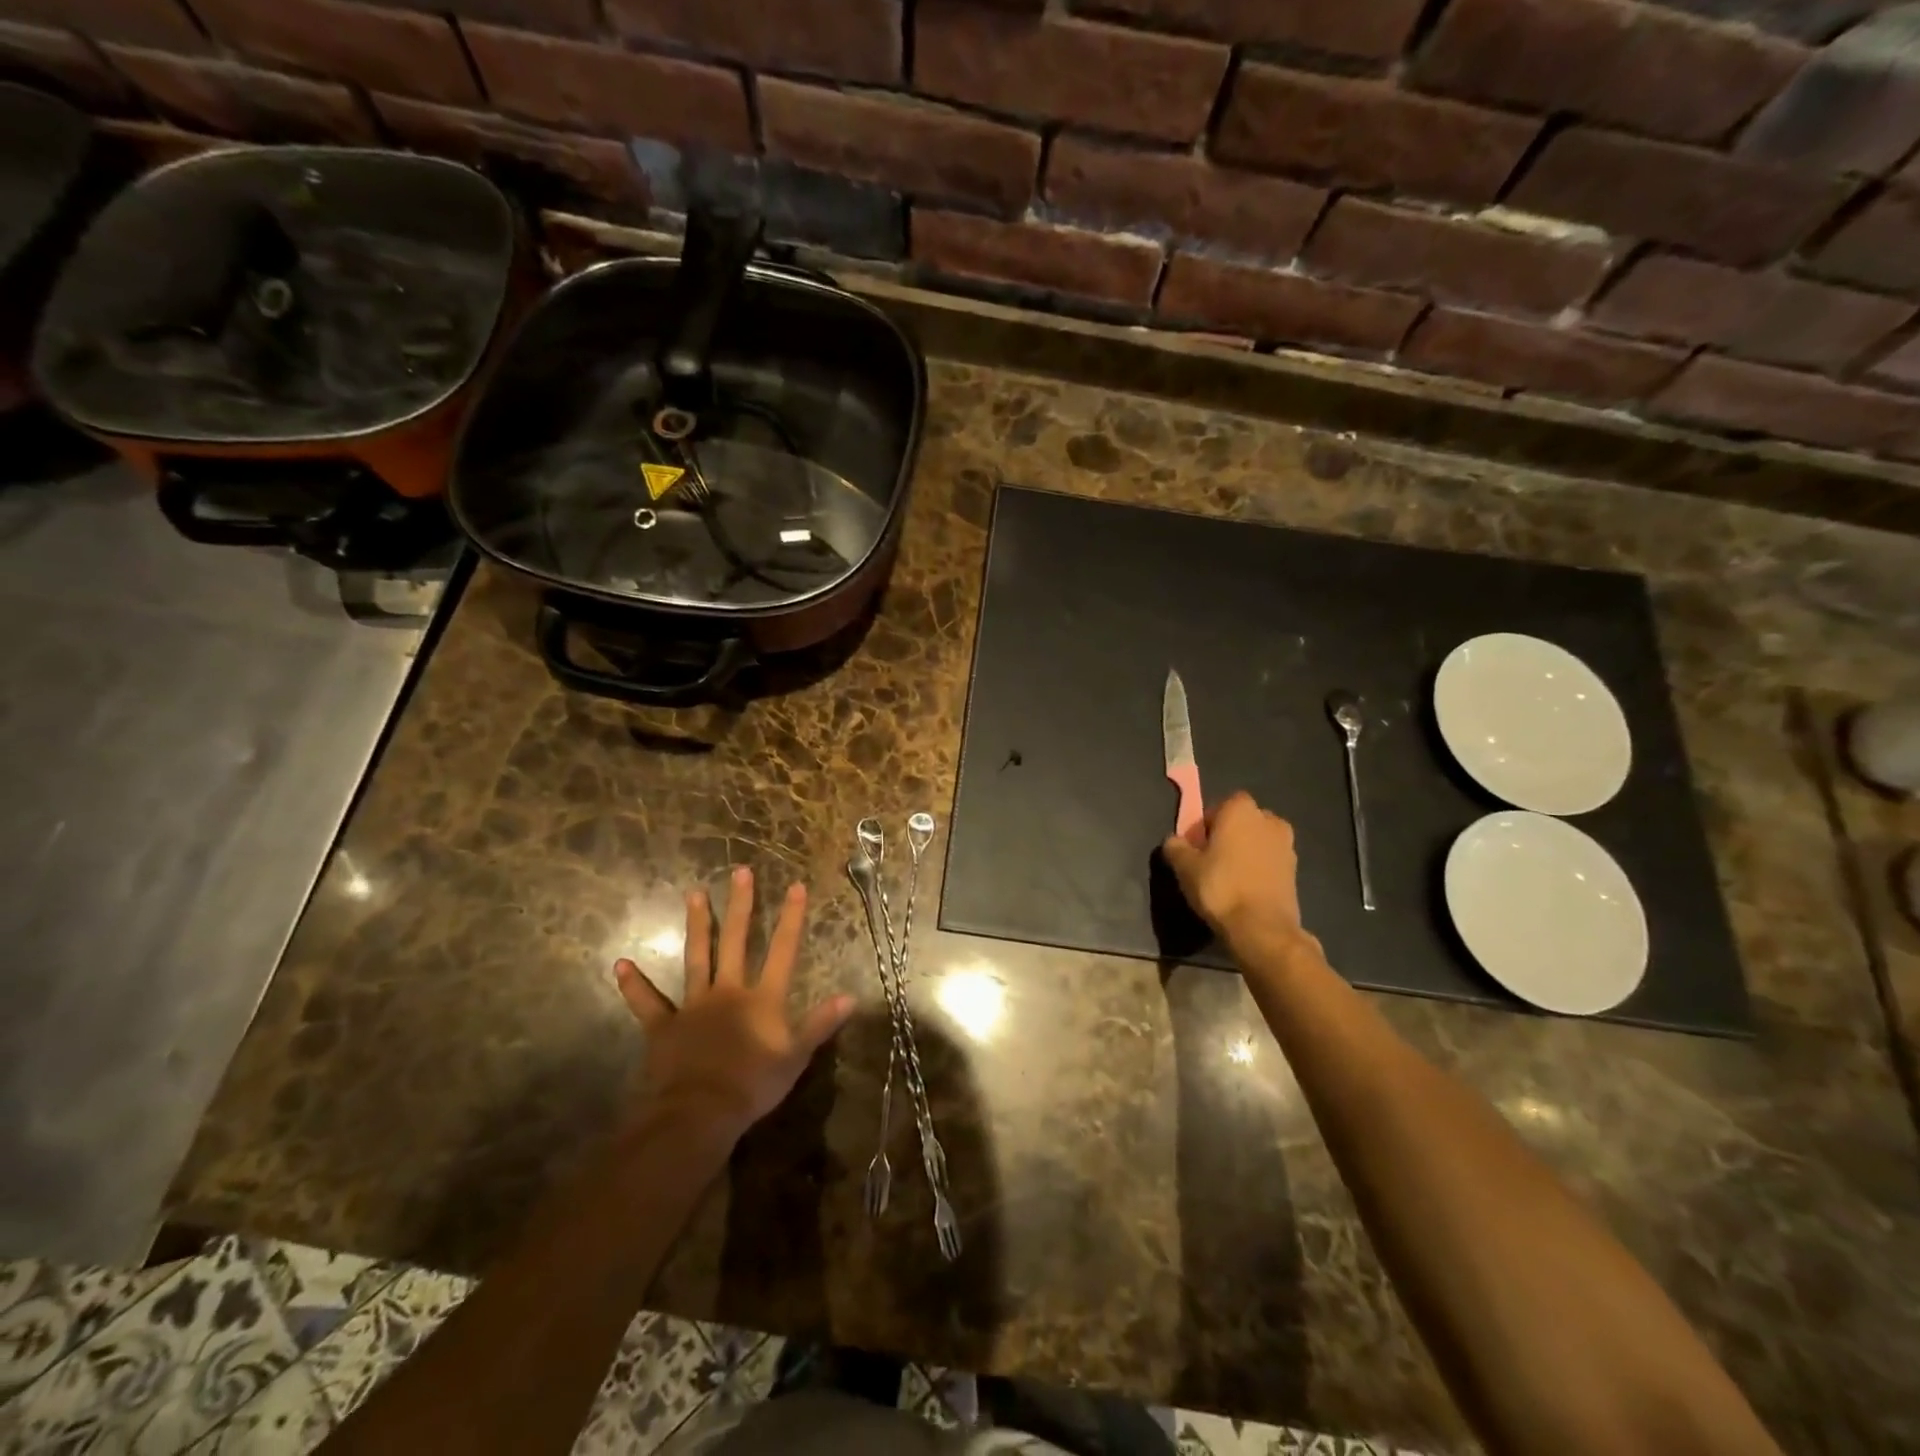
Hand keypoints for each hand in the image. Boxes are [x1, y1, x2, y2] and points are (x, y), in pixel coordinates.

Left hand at [616, 866, 854, 1142]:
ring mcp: (693, 1005)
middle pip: (735, 941)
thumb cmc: (753, 1085)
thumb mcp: (796, 1057)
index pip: (782, 950)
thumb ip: (821, 1024)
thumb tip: (851, 996)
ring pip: (696, 958)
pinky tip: (620, 964)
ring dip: (697, 926)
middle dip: (740, 906)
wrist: (700, 1112)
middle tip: (740, 872)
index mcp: (762, 998)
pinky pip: (647, 1002)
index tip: (795, 886)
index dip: (791, 918)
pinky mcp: (664, 1026)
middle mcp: (728, 991)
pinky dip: (634, 984)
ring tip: (694, 894)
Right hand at [1161, 791, 1319, 960]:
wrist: (1262, 927)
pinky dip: (1259, 869)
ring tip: (1229, 878)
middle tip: (1210, 860)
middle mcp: (1269, 820)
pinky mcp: (1296, 871)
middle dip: (1229, 835)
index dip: (1207, 824)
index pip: (1220, 805)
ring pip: (1259, 842)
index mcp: (1241, 810)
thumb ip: (1176, 847)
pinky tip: (1245, 890)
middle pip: (1242, 822)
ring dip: (1246, 852)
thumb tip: (1174, 841)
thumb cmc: (1220, 887)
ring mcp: (1287, 845)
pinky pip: (1270, 861)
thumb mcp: (1185, 867)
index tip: (1197, 845)